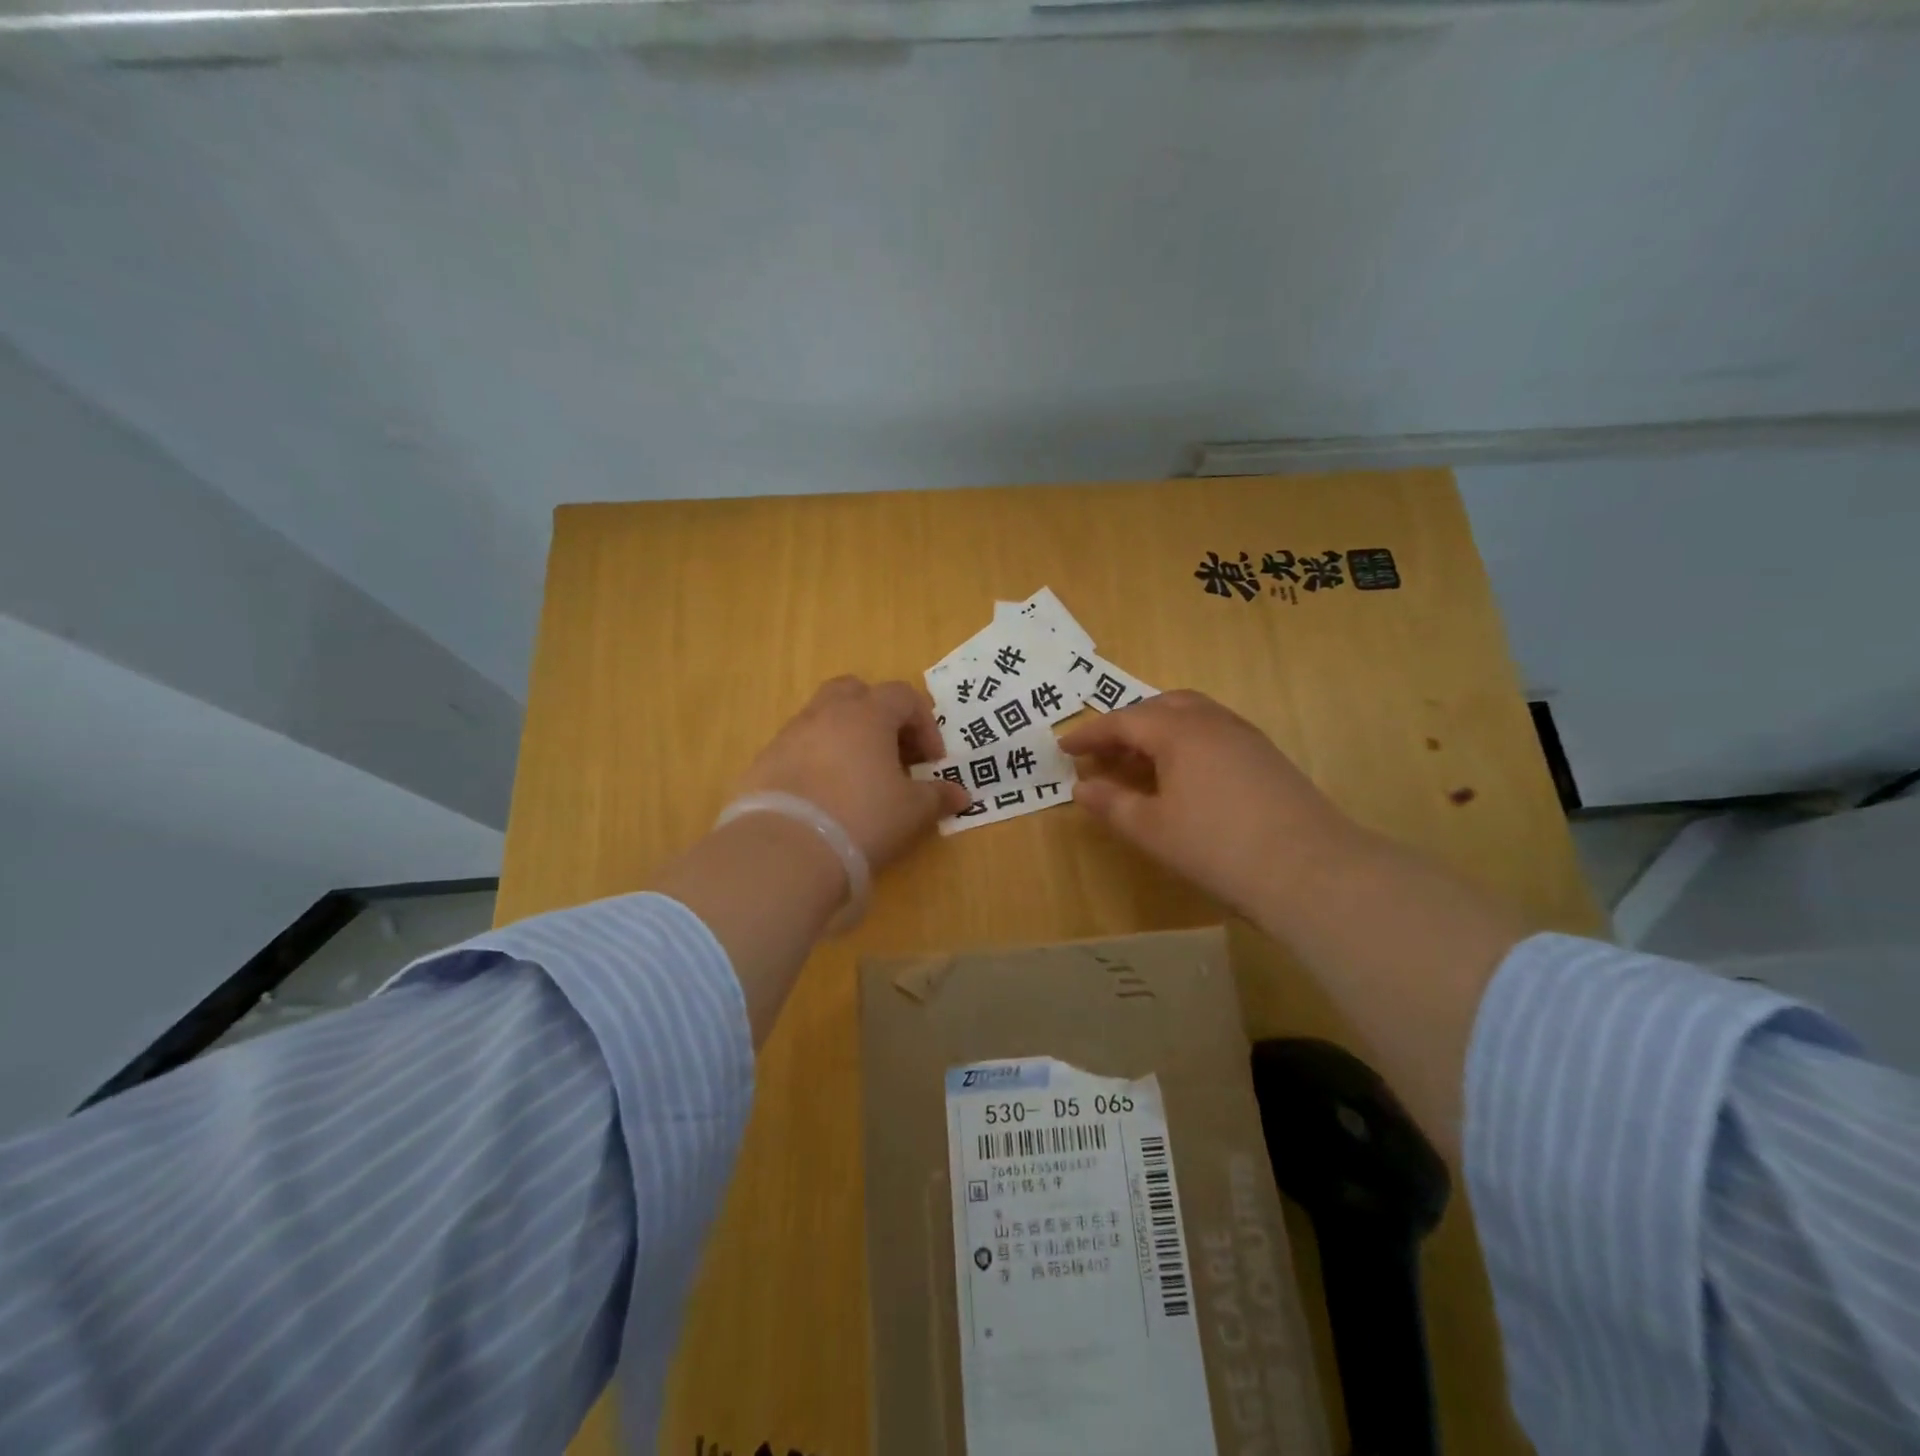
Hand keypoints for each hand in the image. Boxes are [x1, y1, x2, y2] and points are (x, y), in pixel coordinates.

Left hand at [733, 676, 969, 873]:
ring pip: (823, 717)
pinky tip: (824, 796)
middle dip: (878, 714)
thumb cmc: (862, 818)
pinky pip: (798, 747)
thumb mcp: (911, 811)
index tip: (932, 761)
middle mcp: (826, 713)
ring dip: (845, 737)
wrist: (785, 849)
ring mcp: (790, 735)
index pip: (903, 696)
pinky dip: (816, 760)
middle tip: (892, 751)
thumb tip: (961, 795)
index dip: (924, 724)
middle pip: (855, 691)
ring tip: (858, 777)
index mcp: (867, 714)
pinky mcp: (764, 761)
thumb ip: (937, 796)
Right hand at [1059, 690, 1362, 915]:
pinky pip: (1213, 733)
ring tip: (1138, 763)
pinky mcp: (1266, 757)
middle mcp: (1213, 721)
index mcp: (1179, 731)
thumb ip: (1112, 804)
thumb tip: (1081, 786)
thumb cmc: (1216, 847)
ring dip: (1158, 731)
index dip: (1090, 734)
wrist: (1309, 870)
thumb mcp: (1151, 830)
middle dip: (1126, 725)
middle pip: (1160, 707)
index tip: (1064, 748)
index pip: (1124, 721)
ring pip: (1192, 717)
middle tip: (1104, 753)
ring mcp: (1245, 736)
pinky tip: (1182, 777)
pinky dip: (1185, 744)